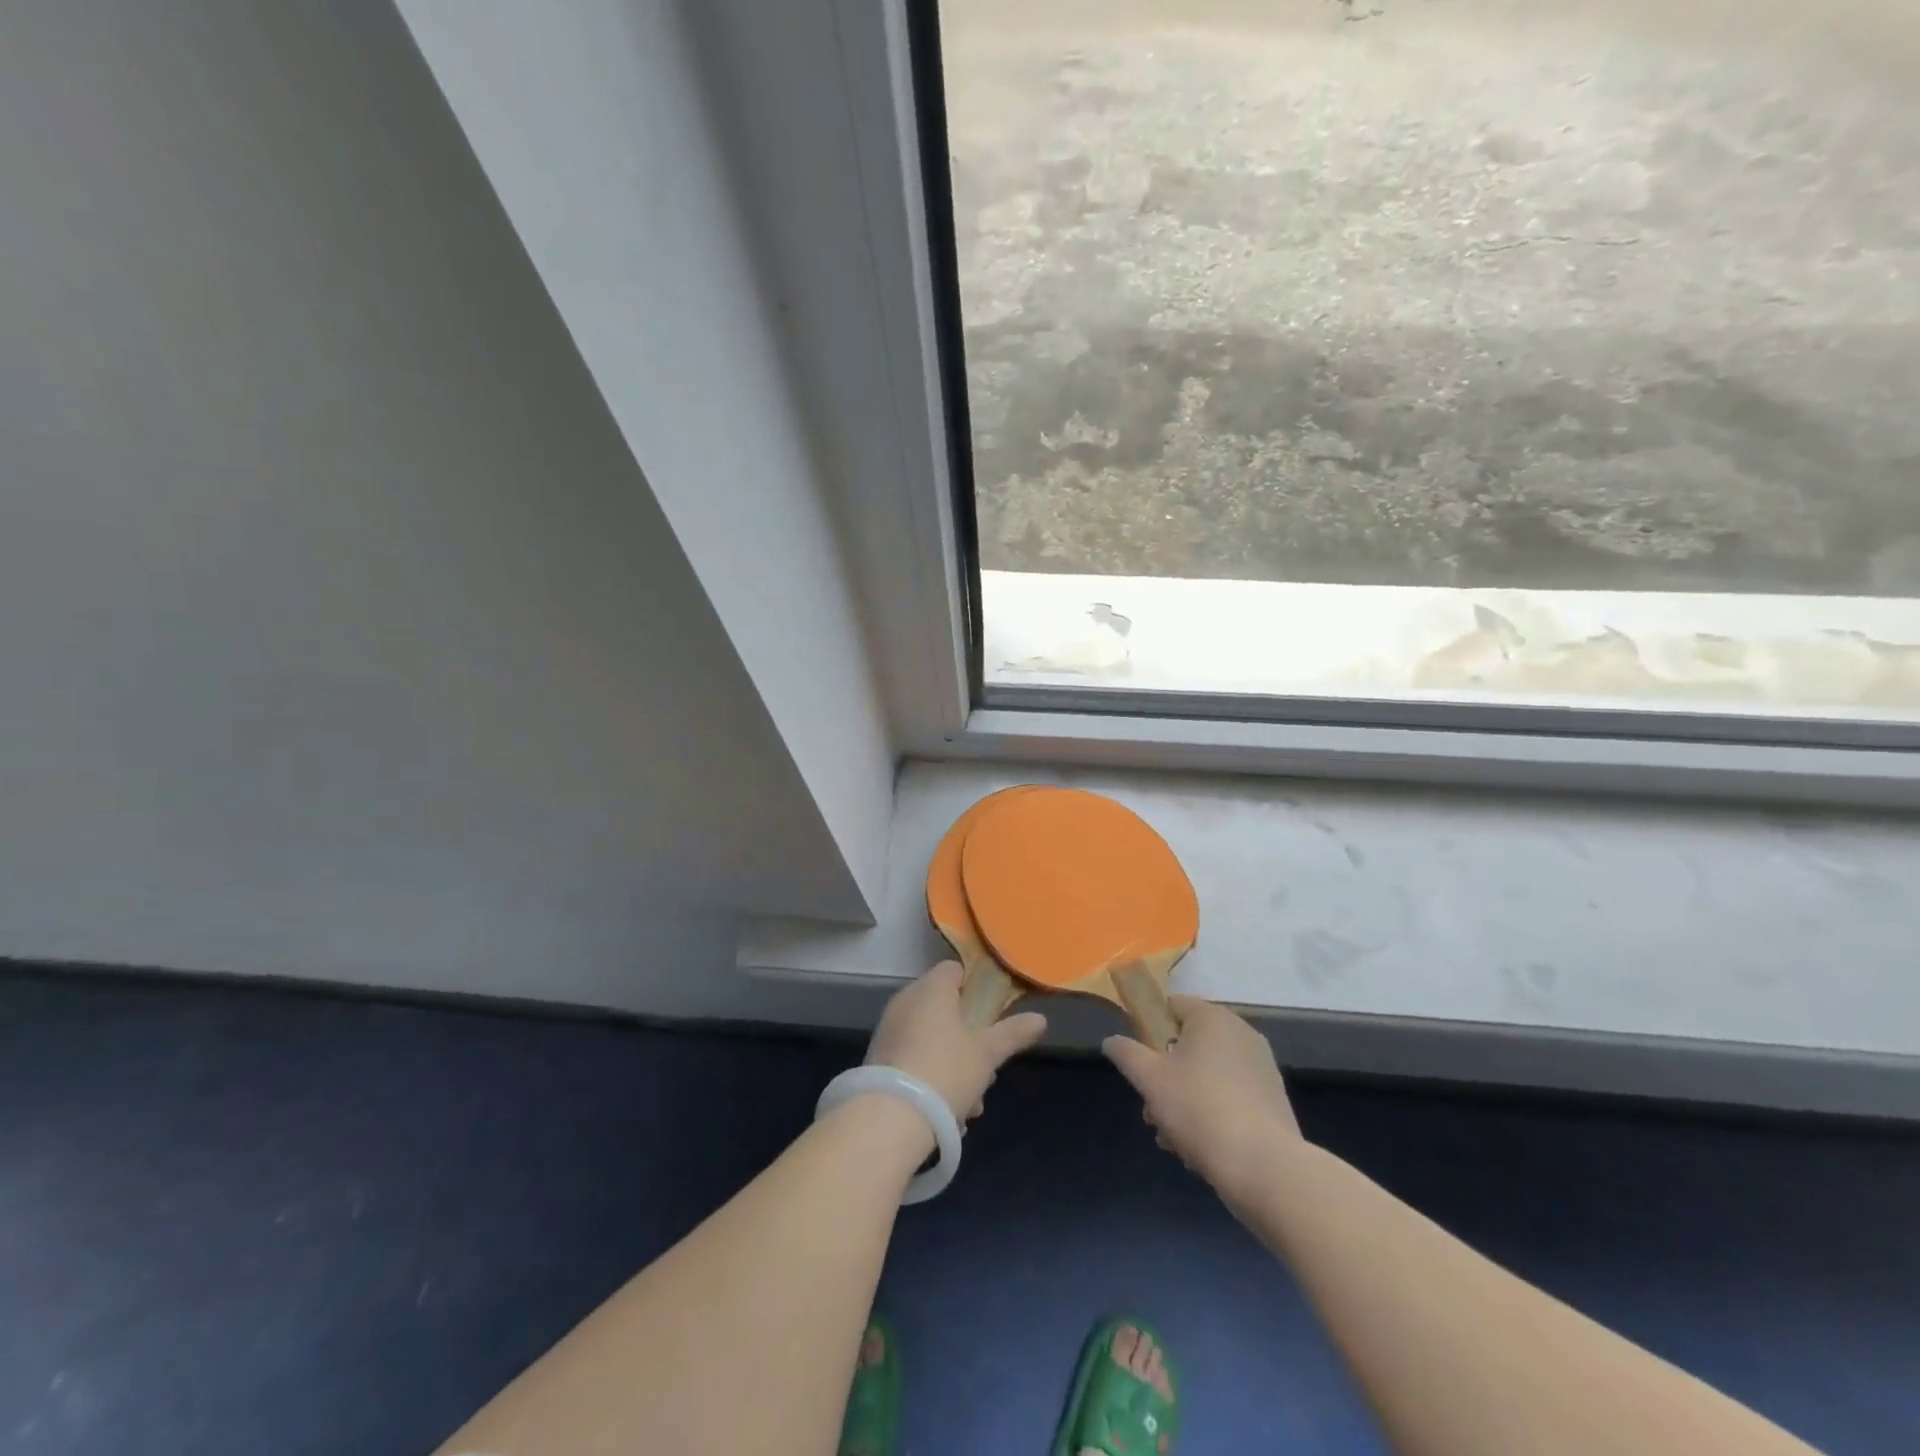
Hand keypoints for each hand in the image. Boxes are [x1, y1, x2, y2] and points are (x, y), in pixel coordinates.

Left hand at [866, 961, 1047, 1120]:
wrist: (890, 1117)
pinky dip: (931, 1077)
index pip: (954, 970)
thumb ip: (1013, 1033)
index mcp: (932, 988)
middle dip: (968, 1037)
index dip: (975, 986)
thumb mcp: (987, 1054)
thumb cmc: (946, 1071)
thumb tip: (1041, 1019)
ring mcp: (889, 1029)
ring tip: (971, 1103)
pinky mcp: (878, 1059)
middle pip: (944, 1008)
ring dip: (953, 1065)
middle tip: (986, 1067)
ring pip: (931, 1038)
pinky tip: (947, 1113)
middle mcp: (906, 1001)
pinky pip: (913, 1058)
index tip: (991, 1012)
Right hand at [1103, 996, 1301, 1197]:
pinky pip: (1230, 1096)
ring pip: (1208, 1075)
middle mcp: (1241, 1034)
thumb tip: (1111, 1040)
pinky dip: (1212, 1113)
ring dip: (1184, 1099)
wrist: (1265, 1168)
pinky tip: (1199, 1147)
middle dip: (1165, 1075)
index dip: (1150, 1028)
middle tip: (1151, 1108)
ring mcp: (1261, 1068)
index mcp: (1213, 1018)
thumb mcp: (1149, 1078)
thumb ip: (1126, 1053)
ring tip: (1171, 1138)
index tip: (1139, 1060)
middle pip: (1189, 1045)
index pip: (1172, 1005)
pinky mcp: (1272, 1100)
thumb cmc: (1199, 1109)